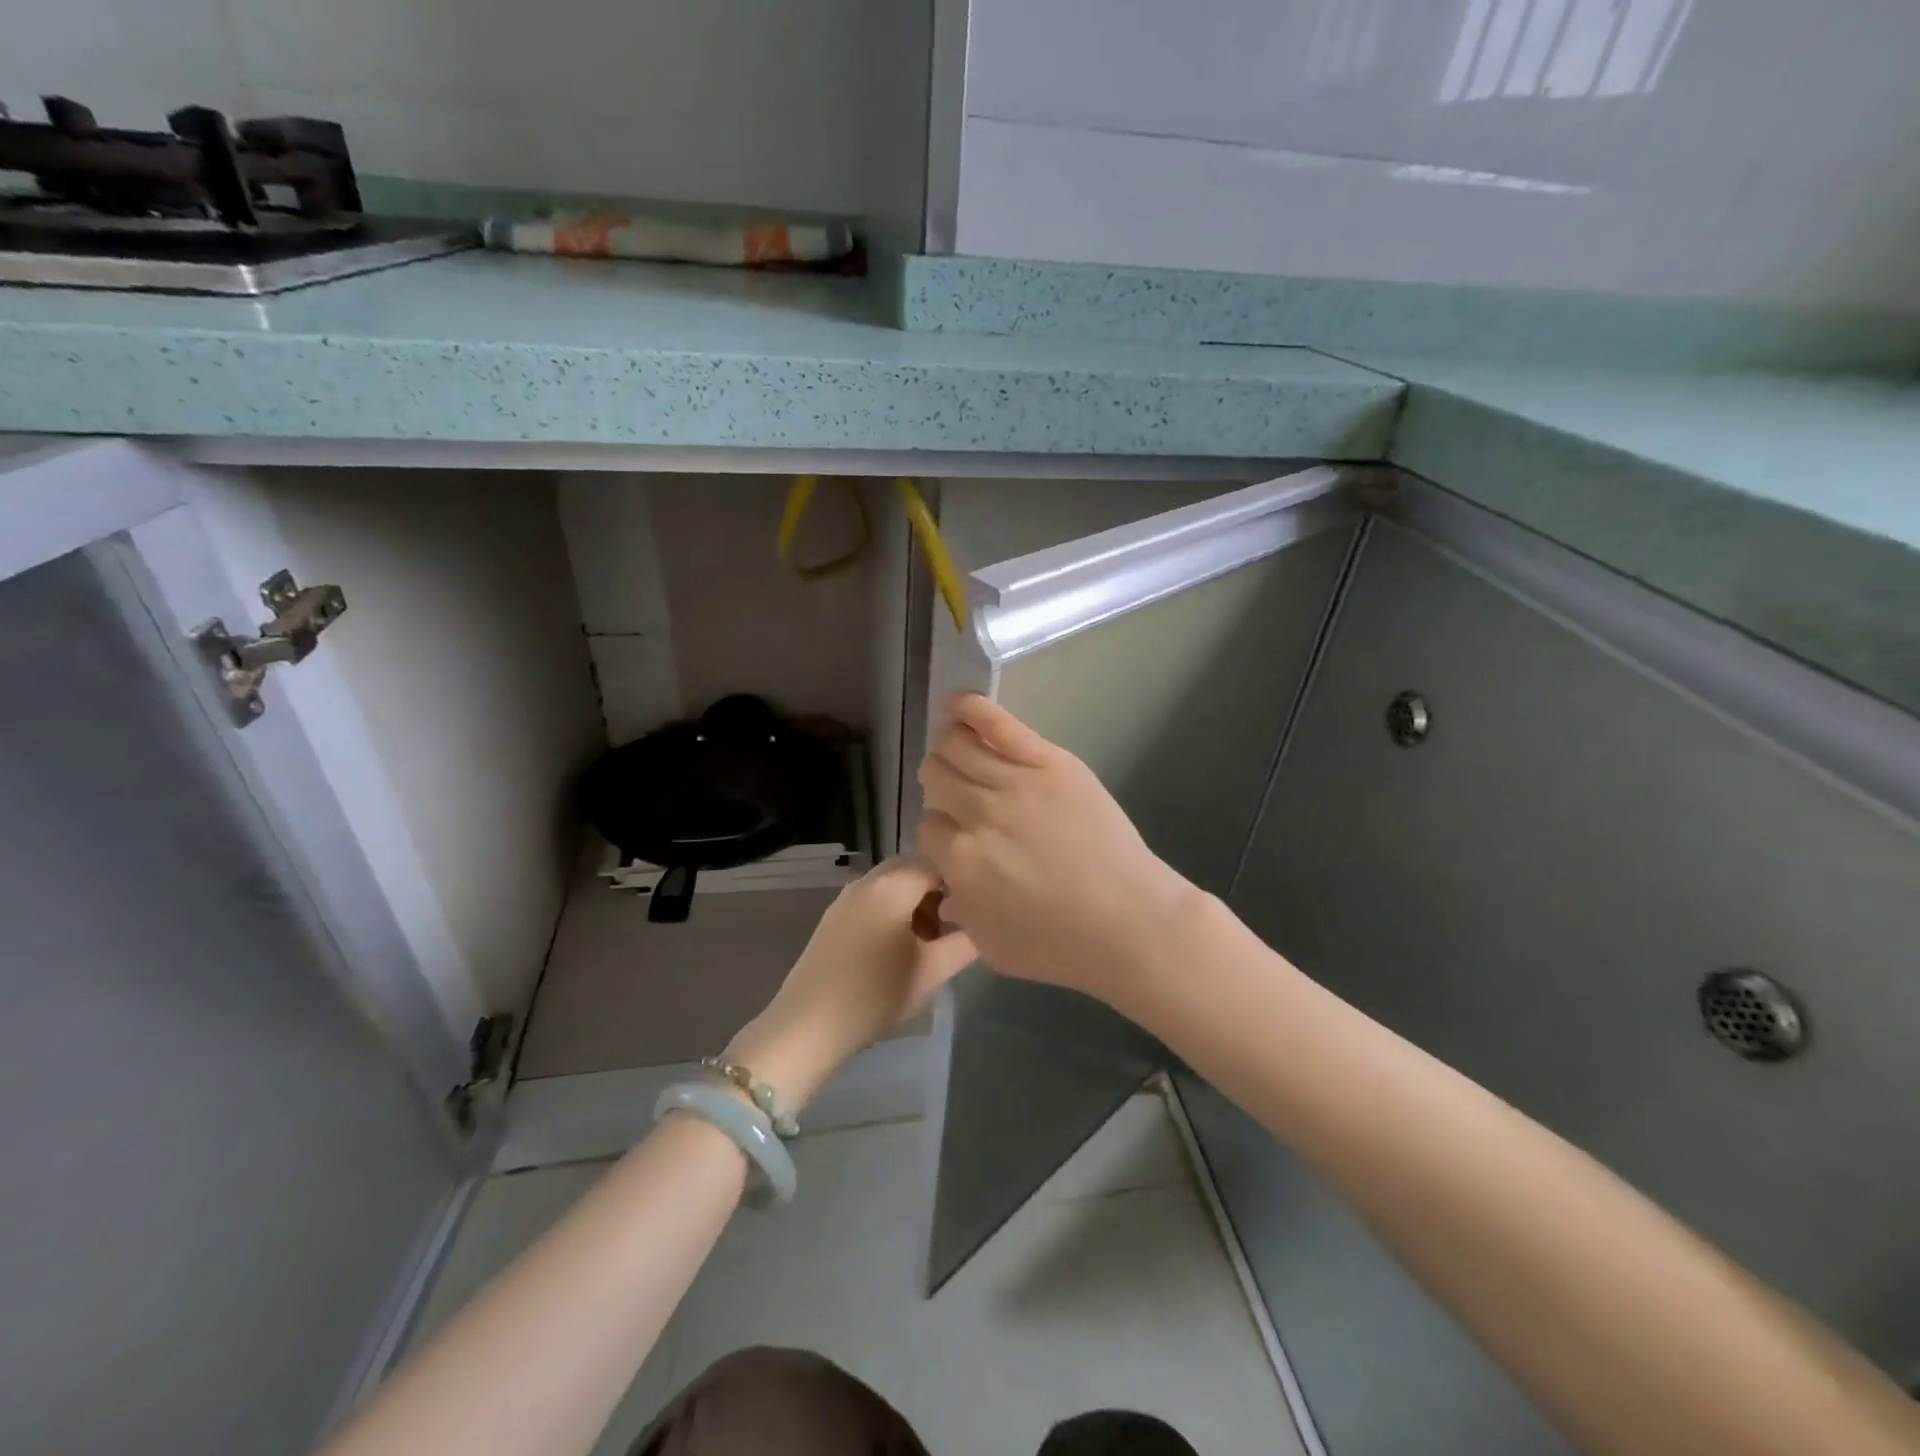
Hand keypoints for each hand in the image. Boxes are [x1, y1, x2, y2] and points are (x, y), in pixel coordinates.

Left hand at [728, 857, 976, 1111]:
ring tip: (928, 943)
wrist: (809, 1026)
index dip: (961, 884)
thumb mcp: (932, 972)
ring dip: (916, 903)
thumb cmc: (876, 995)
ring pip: (893, 884)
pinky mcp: (834, 917)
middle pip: (913, 870)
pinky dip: (893, 911)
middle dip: (938, 892)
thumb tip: (986, 925)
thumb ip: (966, 942)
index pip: (938, 863)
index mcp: (892, 886)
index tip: (974, 914)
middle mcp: (867, 881)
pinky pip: (874, 899)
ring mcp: (846, 897)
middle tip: (952, 928)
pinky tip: (898, 949)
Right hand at [916, 693, 1202, 1009]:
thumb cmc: (1062, 945)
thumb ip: (960, 910)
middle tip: (958, 794)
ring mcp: (1015, 782)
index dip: (939, 830)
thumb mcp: (991, 947)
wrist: (1130, 921)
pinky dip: (969, 708)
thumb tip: (947, 882)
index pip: (927, 825)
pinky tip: (956, 705)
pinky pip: (999, 724)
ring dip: (948, 746)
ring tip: (956, 750)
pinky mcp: (1049, 761)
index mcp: (960, 860)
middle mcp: (979, 814)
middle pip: (935, 777)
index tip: (956, 836)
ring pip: (956, 746)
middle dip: (938, 785)